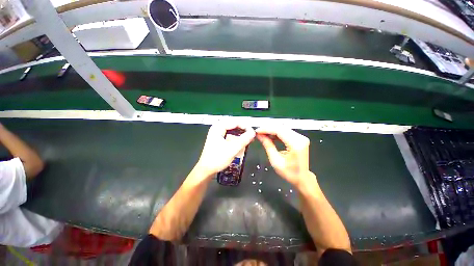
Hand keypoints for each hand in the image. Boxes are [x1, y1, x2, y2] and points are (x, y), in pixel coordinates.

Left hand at [195, 124, 255, 177]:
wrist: (206, 170)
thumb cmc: (216, 159)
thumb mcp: (232, 149)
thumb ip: (243, 140)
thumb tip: (252, 132)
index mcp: (217, 128)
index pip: (234, 122)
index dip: (245, 126)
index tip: (252, 132)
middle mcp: (216, 129)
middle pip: (233, 124)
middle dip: (243, 129)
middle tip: (250, 134)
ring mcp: (217, 134)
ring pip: (231, 129)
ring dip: (240, 133)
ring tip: (247, 137)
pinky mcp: (218, 140)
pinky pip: (229, 134)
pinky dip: (236, 136)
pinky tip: (241, 141)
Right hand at [256, 127, 310, 186]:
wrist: (302, 178)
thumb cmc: (289, 173)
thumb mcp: (275, 161)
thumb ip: (268, 146)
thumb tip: (260, 136)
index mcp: (296, 144)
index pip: (279, 130)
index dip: (266, 129)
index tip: (257, 131)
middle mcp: (300, 138)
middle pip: (281, 127)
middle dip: (268, 129)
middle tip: (258, 132)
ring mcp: (301, 138)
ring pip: (283, 128)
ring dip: (272, 130)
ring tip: (262, 134)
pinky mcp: (299, 138)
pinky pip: (286, 132)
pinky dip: (277, 133)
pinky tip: (270, 136)